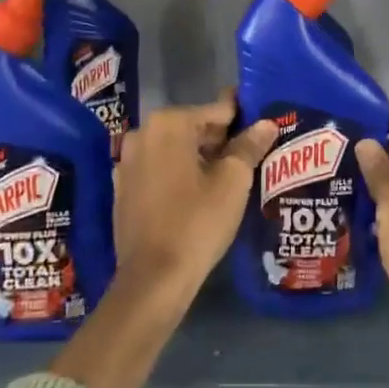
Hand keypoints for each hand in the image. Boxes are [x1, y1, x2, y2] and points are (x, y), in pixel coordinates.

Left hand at [114, 94, 276, 302]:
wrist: (154, 277)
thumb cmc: (198, 222)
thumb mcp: (233, 182)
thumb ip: (249, 146)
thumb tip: (265, 124)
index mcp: (169, 123)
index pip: (217, 110)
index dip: (244, 116)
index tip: (264, 123)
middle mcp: (142, 133)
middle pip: (194, 127)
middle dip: (222, 139)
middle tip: (252, 154)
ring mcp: (127, 161)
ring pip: (175, 149)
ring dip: (200, 157)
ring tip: (231, 176)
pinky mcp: (123, 188)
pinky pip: (159, 170)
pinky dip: (179, 174)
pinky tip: (199, 193)